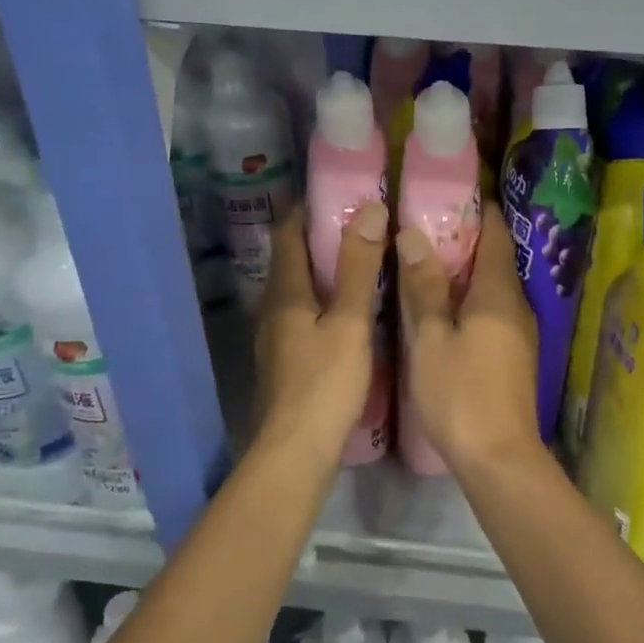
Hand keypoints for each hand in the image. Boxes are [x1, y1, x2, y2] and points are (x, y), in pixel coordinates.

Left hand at [255, 203, 387, 464]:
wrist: (295, 450)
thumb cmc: (325, 382)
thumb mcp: (351, 321)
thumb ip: (360, 267)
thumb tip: (370, 209)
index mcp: (285, 291)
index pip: (289, 233)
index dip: (309, 207)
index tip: (341, 191)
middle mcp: (273, 308)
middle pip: (293, 259)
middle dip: (322, 236)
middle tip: (364, 222)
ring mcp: (276, 336)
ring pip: (300, 288)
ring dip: (325, 269)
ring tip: (365, 259)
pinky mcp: (286, 359)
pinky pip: (305, 313)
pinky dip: (327, 298)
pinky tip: (353, 308)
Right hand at [397, 210, 540, 473]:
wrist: (498, 458)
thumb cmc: (460, 393)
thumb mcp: (431, 337)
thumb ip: (424, 285)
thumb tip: (414, 234)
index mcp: (499, 291)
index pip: (495, 232)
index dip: (478, 207)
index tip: (450, 190)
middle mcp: (517, 304)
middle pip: (496, 257)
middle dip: (466, 236)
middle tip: (426, 221)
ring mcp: (519, 331)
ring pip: (493, 285)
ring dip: (466, 268)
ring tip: (427, 256)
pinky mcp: (513, 353)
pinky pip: (492, 308)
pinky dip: (470, 295)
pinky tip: (443, 304)